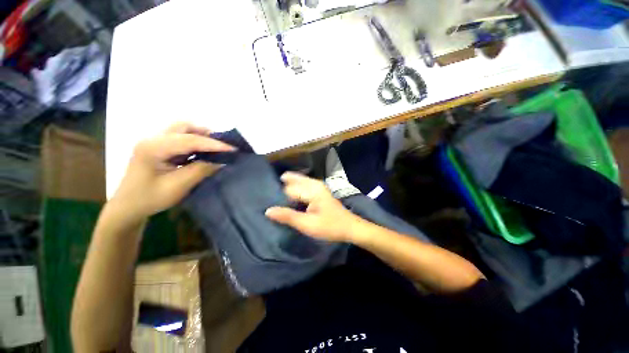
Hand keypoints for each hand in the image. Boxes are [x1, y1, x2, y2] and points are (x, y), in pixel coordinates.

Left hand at [110, 122, 235, 219]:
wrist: (128, 207)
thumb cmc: (150, 199)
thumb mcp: (178, 186)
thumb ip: (201, 170)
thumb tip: (222, 160)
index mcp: (153, 148)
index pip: (190, 140)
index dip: (214, 144)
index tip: (233, 149)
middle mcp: (152, 138)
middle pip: (184, 126)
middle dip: (206, 134)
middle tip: (223, 146)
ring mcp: (154, 141)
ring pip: (182, 129)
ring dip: (200, 136)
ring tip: (215, 148)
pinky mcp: (157, 146)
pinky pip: (180, 137)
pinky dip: (194, 141)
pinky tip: (202, 152)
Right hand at [265, 172, 361, 241]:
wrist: (349, 227)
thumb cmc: (330, 226)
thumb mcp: (307, 224)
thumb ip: (287, 216)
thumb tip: (267, 210)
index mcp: (311, 189)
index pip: (287, 188)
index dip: (277, 196)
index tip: (267, 203)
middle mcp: (314, 183)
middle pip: (292, 181)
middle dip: (281, 188)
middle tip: (269, 199)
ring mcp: (317, 186)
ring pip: (297, 182)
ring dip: (287, 189)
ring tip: (277, 201)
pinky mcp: (318, 191)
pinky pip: (302, 186)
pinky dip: (294, 191)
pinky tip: (289, 200)